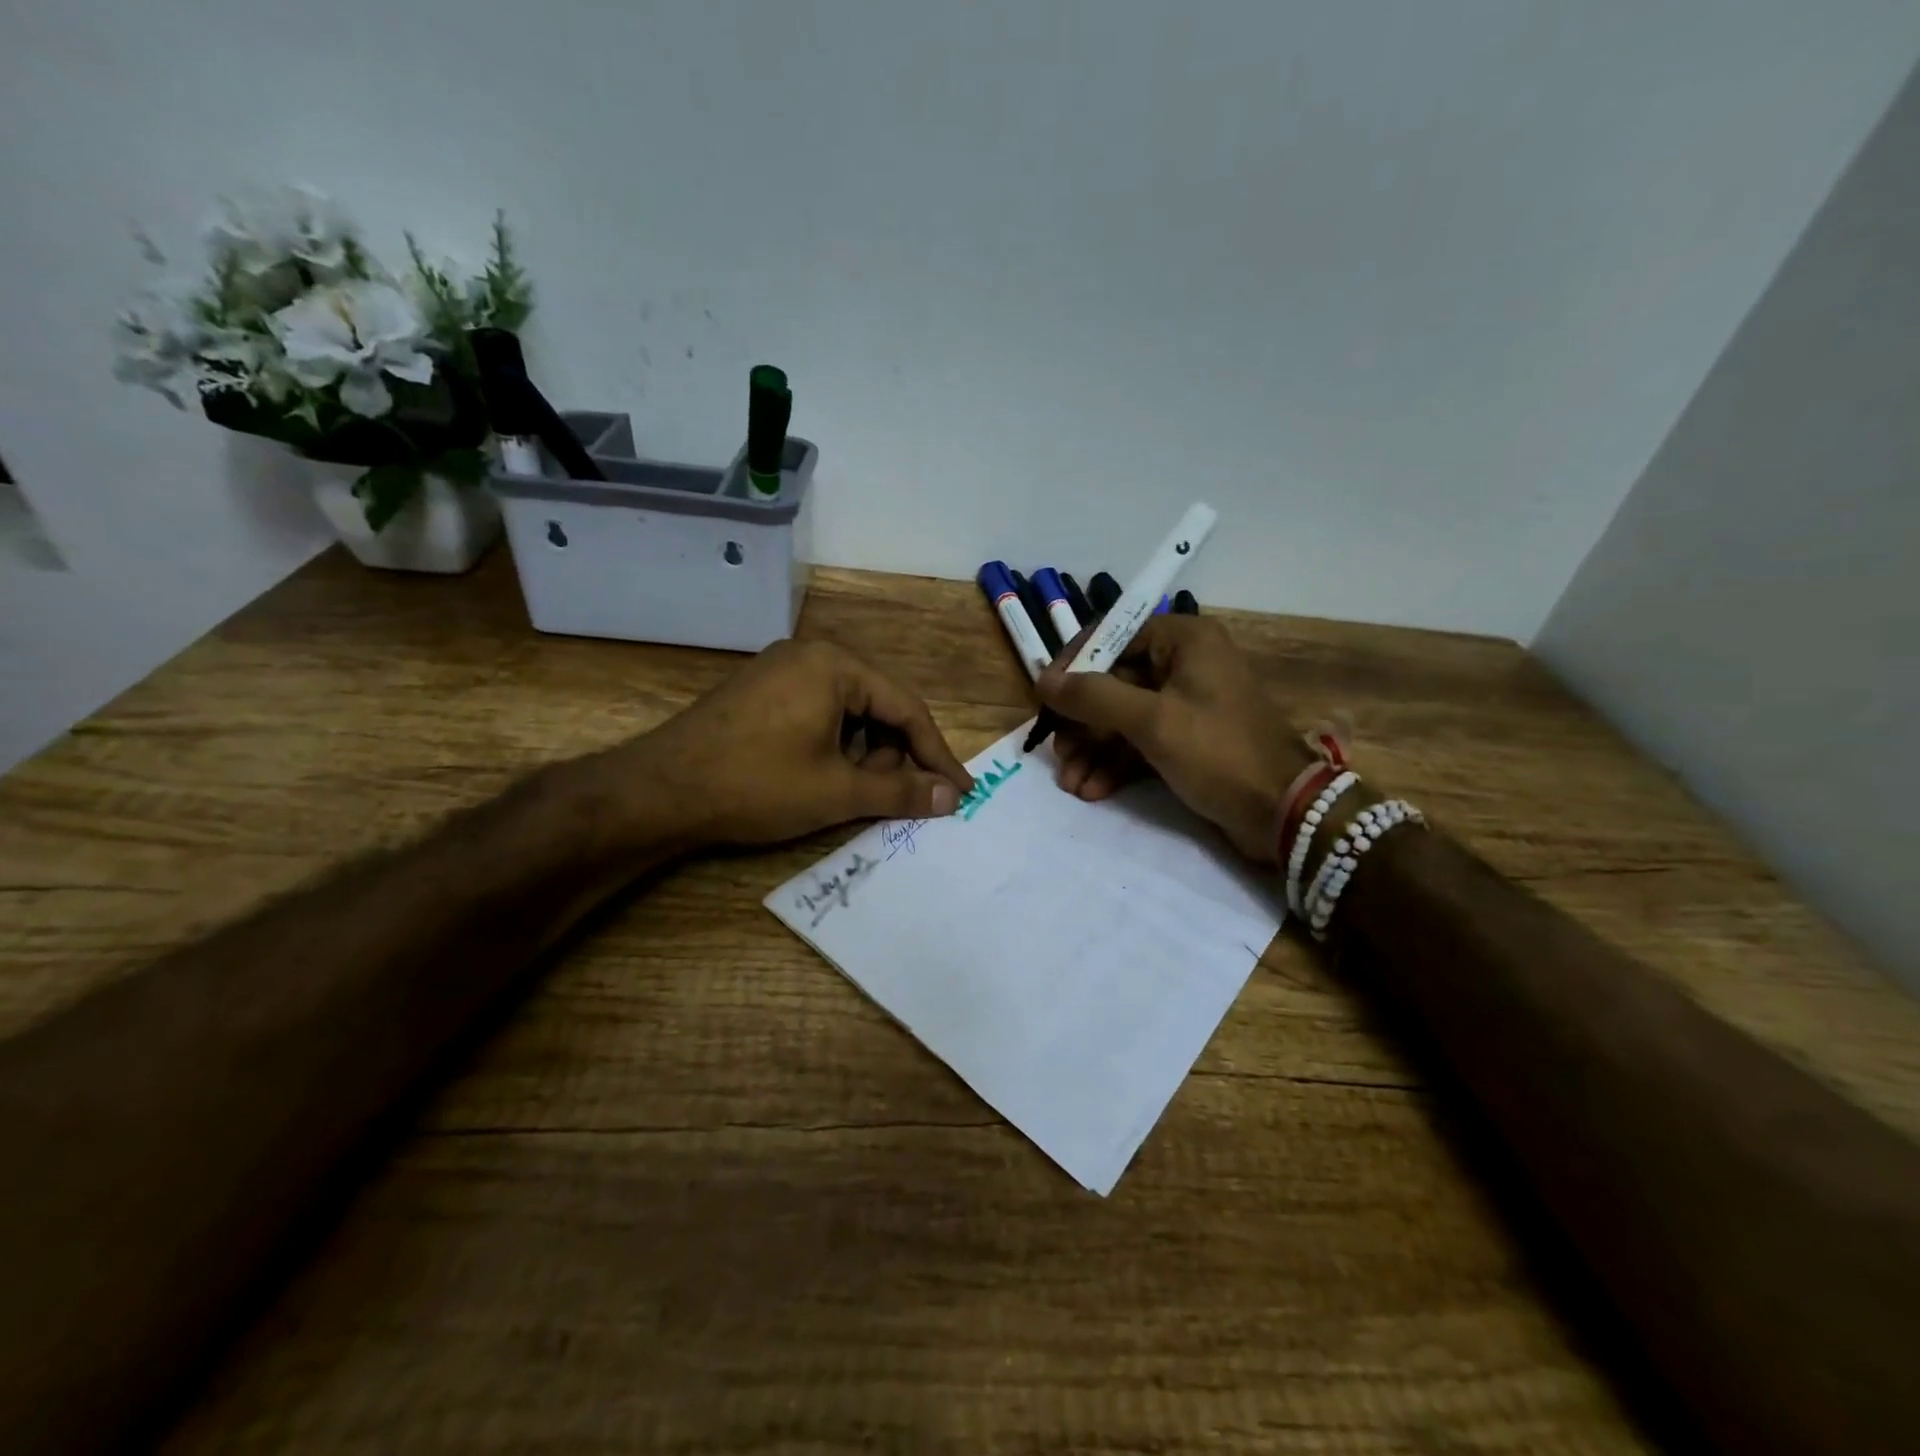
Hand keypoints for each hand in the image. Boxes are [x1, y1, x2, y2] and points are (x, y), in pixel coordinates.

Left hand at [610, 639, 973, 847]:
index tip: (959, 791)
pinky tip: (817, 778)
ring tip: (843, 792)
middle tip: (884, 797)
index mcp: (835, 665)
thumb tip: (951, 796)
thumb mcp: (837, 791)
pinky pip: (816, 714)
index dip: (936, 754)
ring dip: (859, 755)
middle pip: (877, 707)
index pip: (906, 708)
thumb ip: (900, 791)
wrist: (658, 792)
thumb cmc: (757, 784)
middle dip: (889, 756)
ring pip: (847, 713)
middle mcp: (810, 655)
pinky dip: (830, 747)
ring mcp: (780, 671)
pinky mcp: (760, 693)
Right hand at [1035, 615, 1315, 862]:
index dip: (1074, 666)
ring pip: (1123, 716)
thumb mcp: (1151, 721)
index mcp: (1183, 640)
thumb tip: (1042, 679)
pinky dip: (1115, 763)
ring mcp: (1186, 703)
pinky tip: (1093, 789)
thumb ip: (1093, 697)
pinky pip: (1140, 741)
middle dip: (1082, 722)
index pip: (1112, 636)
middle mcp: (1184, 662)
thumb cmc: (1218, 752)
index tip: (1045, 698)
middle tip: (1058, 753)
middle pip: (1114, 681)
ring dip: (1094, 749)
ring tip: (1070, 782)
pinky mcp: (1187, 738)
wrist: (1284, 813)